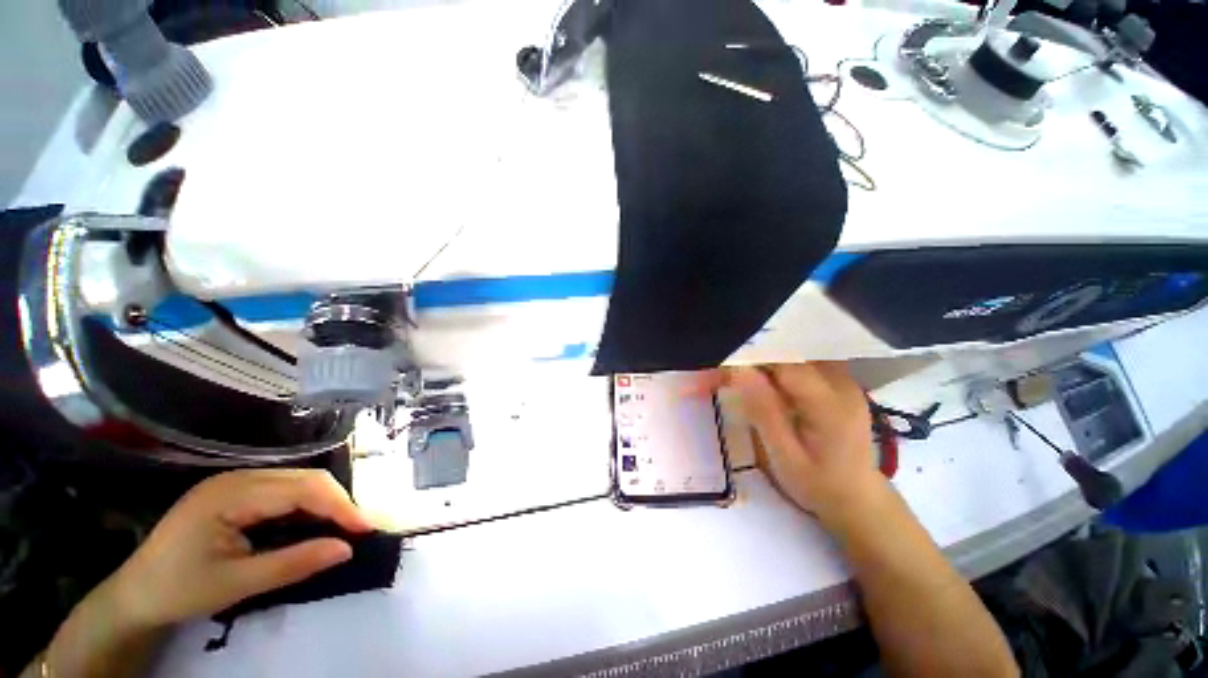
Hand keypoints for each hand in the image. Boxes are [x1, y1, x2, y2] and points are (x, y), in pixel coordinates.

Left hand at [105, 469, 372, 629]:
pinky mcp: (235, 492)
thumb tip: (347, 549)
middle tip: (358, 529)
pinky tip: (313, 522)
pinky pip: (283, 490)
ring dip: (325, 502)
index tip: (367, 529)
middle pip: (304, 478)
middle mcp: (238, 477)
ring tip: (342, 526)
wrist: (135, 595)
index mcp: (232, 493)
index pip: (302, 489)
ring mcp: (235, 482)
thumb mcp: (236, 584)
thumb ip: (293, 564)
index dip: (340, 505)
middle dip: (337, 501)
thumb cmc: (180, 590)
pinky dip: (306, 505)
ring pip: (298, 481)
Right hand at [702, 363, 881, 525]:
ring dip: (766, 359)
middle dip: (755, 357)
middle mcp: (842, 383)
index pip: (785, 362)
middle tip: (726, 372)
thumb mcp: (784, 455)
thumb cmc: (816, 483)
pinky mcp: (840, 382)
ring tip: (742, 375)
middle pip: (791, 352)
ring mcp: (845, 380)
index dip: (752, 357)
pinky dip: (780, 365)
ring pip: (796, 353)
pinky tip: (766, 379)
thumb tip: (738, 369)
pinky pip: (804, 361)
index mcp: (829, 404)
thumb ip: (763, 410)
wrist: (856, 497)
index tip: (722, 365)